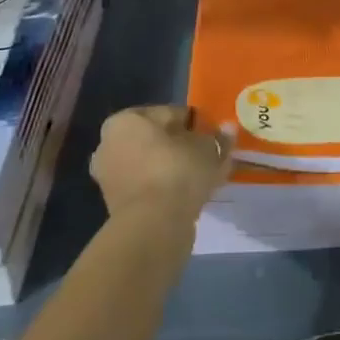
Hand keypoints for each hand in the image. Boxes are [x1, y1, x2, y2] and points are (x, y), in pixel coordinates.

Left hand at [90, 106, 234, 223]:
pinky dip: (167, 188)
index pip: (168, 113)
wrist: (153, 226)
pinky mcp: (117, 206)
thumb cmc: (177, 171)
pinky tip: (191, 195)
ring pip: (153, 165)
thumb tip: (228, 128)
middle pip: (157, 140)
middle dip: (182, 146)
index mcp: (125, 121)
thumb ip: (217, 138)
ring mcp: (110, 177)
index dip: (194, 123)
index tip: (212, 135)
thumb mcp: (207, 148)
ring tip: (204, 177)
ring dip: (176, 168)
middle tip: (208, 156)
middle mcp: (110, 145)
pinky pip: (149, 187)